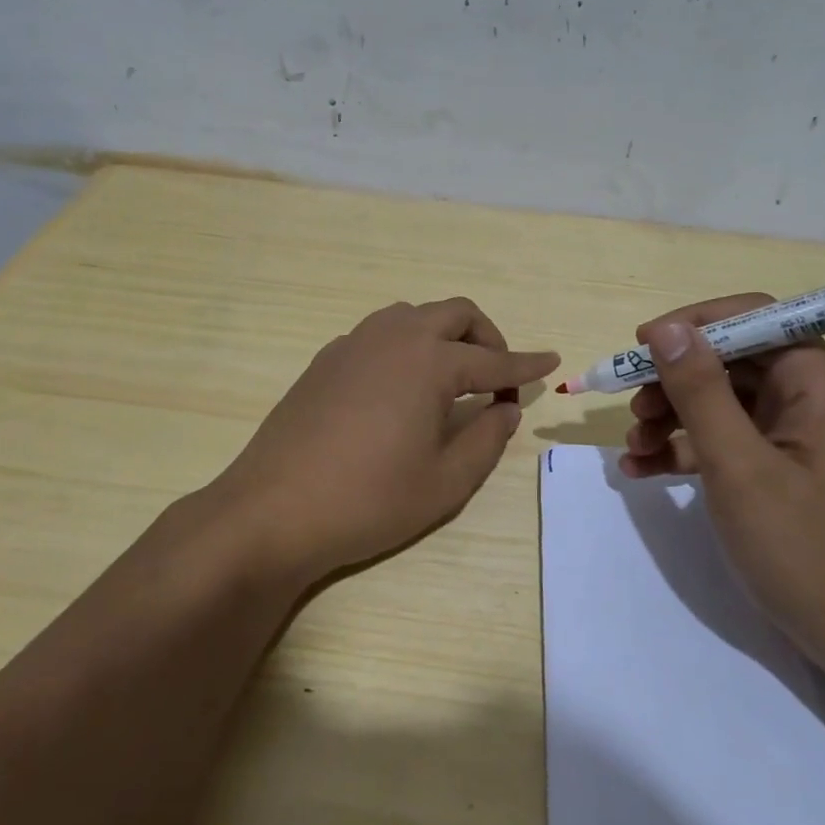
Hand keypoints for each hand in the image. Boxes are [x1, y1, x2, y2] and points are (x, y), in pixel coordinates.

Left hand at [211, 299, 557, 587]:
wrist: (273, 510)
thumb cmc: (368, 500)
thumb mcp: (444, 482)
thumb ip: (486, 440)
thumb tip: (503, 411)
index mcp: (429, 362)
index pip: (493, 361)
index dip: (526, 365)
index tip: (551, 362)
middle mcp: (392, 337)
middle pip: (454, 314)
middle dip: (486, 337)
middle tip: (497, 376)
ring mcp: (352, 344)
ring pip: (412, 316)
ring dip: (443, 336)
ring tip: (451, 379)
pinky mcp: (325, 361)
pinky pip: (378, 335)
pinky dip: (405, 347)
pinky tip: (400, 388)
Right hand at [620, 295, 824, 671]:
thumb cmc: (804, 547)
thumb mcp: (739, 466)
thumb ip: (700, 392)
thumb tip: (668, 329)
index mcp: (816, 383)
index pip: (752, 317)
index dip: (693, 324)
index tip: (641, 347)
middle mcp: (809, 398)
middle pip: (729, 361)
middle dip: (674, 380)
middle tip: (632, 408)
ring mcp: (793, 437)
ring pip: (721, 402)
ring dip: (671, 417)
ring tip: (633, 447)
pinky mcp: (780, 470)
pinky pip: (725, 442)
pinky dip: (685, 450)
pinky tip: (642, 471)